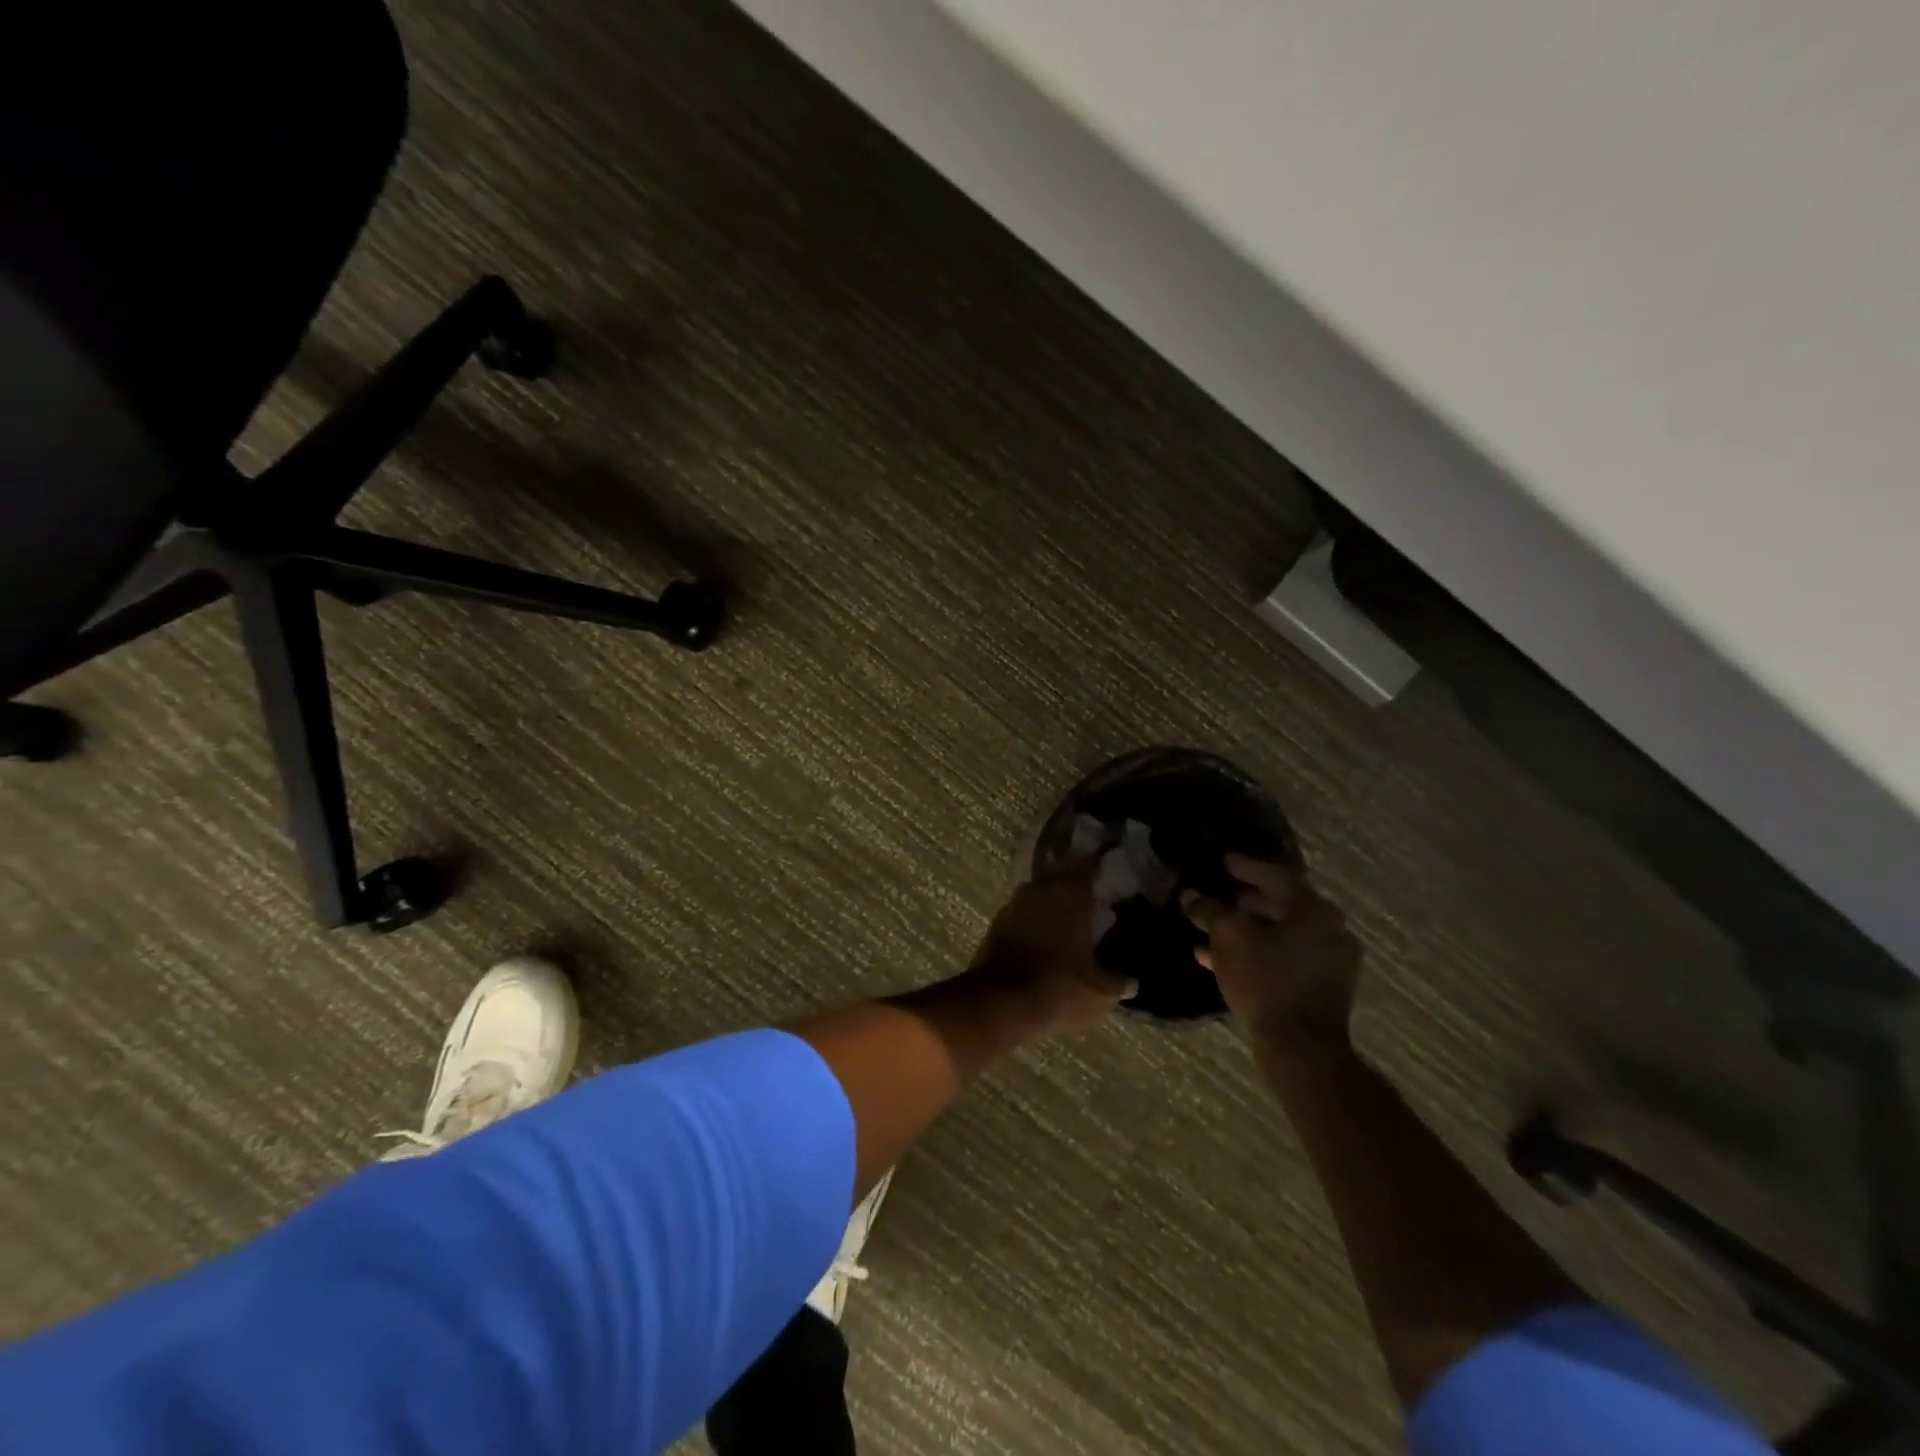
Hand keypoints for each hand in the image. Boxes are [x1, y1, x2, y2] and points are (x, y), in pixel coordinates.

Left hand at [967, 869, 1134, 1037]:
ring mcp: (1014, 904)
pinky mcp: (995, 924)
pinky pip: (1020, 913)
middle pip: (1059, 875)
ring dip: (1050, 902)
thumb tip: (1132, 983)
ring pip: (1037, 893)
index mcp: (1071, 894)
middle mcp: (1041, 889)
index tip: (1107, 869)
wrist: (1001, 1002)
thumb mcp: (1099, 991)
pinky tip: (1042, 937)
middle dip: (1072, 884)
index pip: (1088, 867)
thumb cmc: (1060, 987)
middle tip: (1088, 896)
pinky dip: (1032, 920)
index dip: (1098, 867)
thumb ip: (1117, 982)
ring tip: (1066, 919)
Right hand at [1185, 855, 1360, 1055]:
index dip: (1244, 866)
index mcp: (1313, 909)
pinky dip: (1258, 953)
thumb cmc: (1266, 981)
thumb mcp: (1228, 937)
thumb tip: (1192, 896)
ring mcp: (1331, 960)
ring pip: (1281, 934)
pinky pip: (1285, 957)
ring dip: (1247, 930)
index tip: (1222, 861)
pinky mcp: (1323, 987)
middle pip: (1281, 904)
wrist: (1301, 1048)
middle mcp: (1330, 929)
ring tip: (1212, 929)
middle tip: (1217, 894)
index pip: (1275, 875)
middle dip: (1244, 901)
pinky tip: (1220, 960)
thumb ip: (1209, 910)